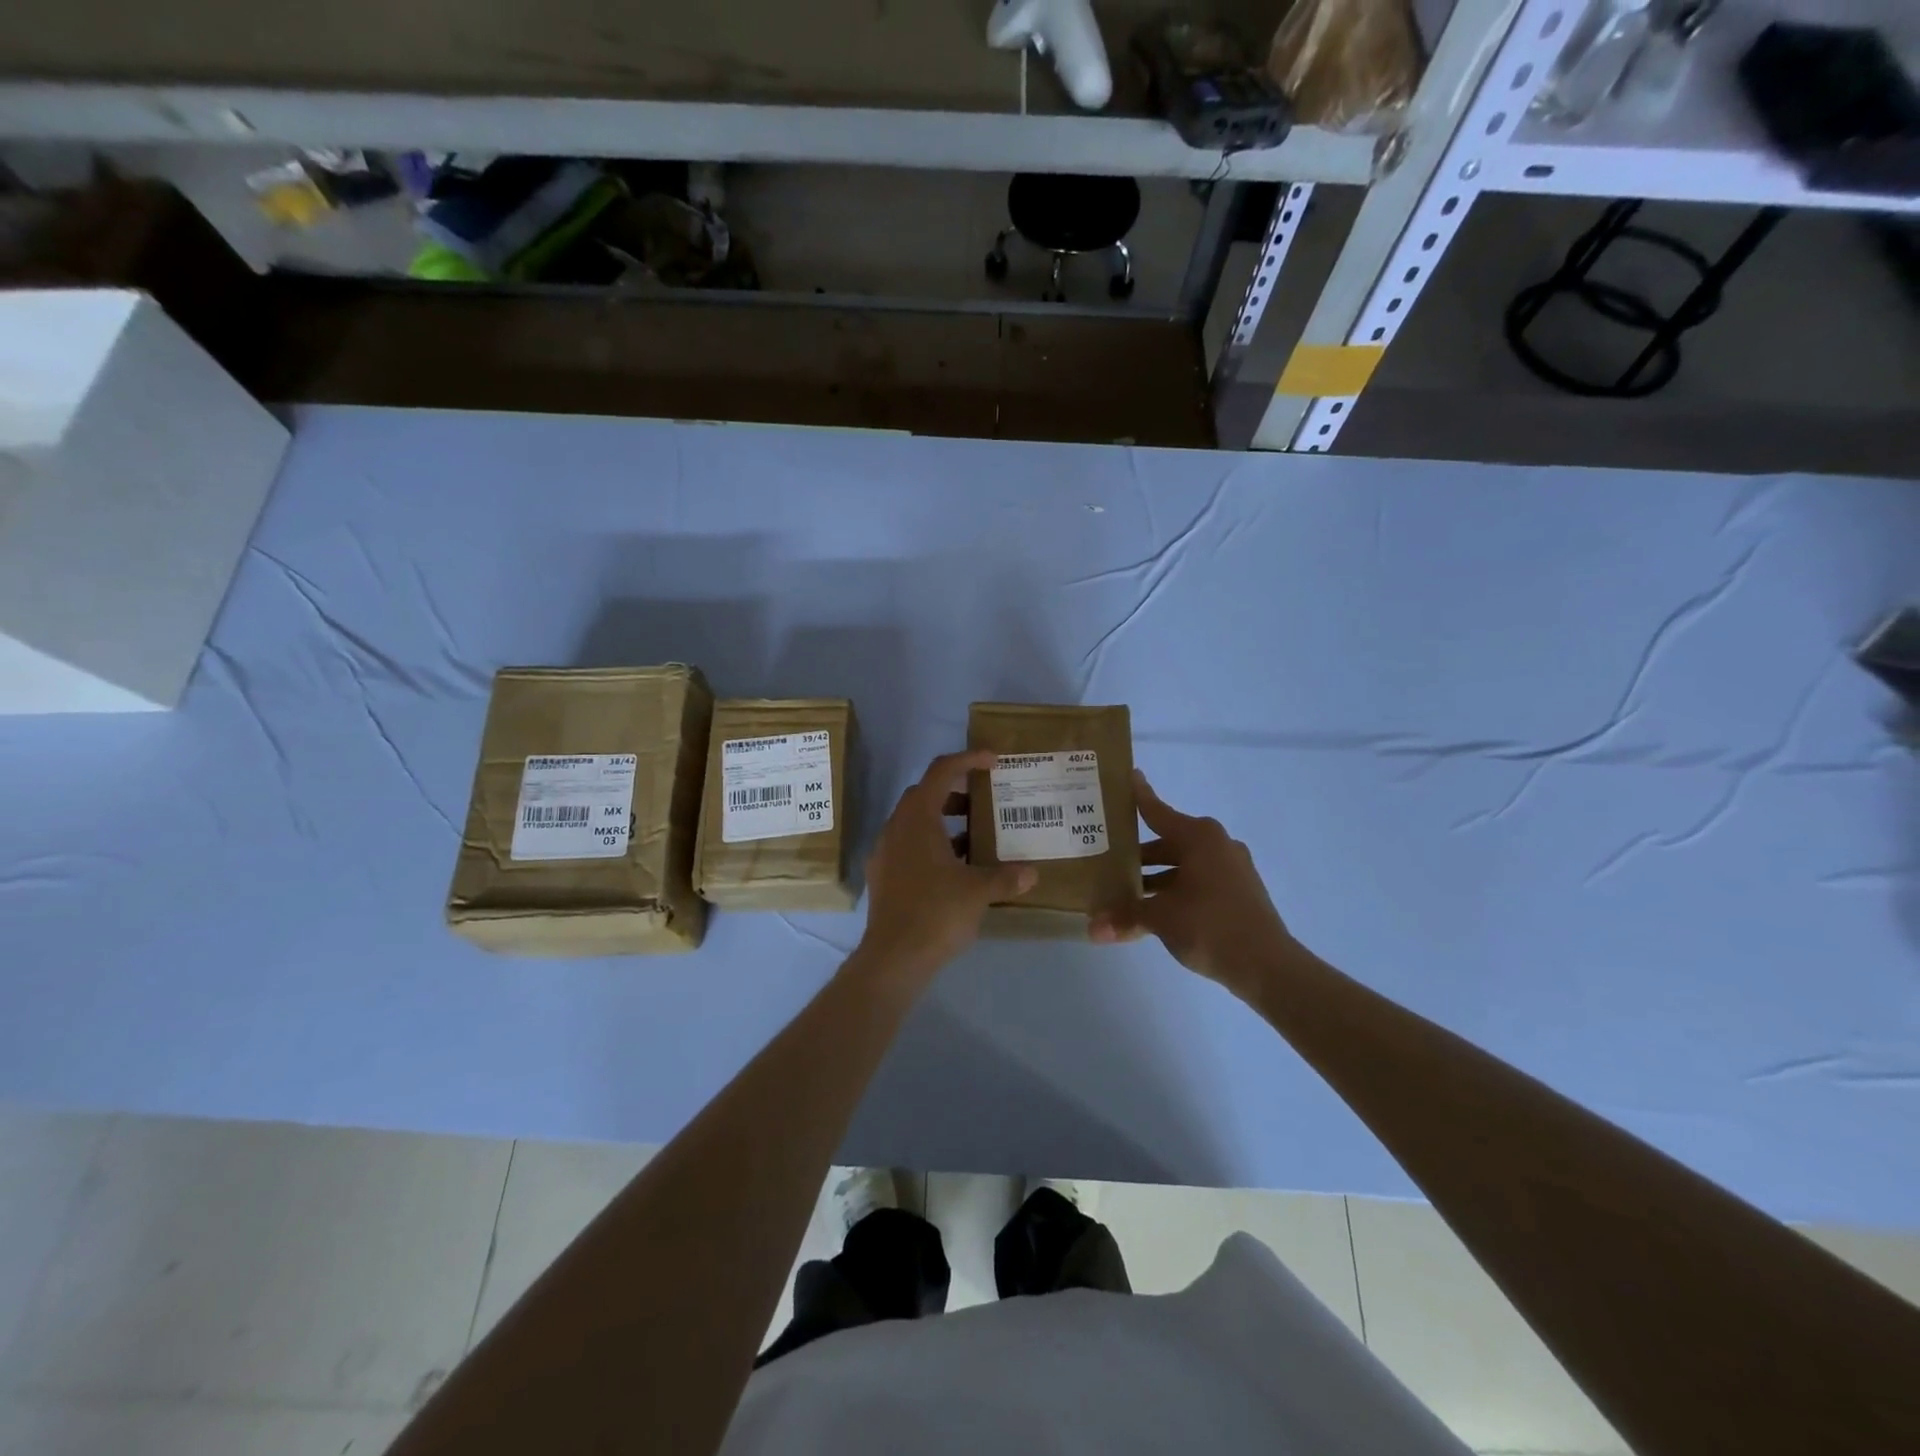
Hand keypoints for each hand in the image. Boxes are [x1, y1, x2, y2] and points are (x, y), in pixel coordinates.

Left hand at [854, 750, 1036, 985]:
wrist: (893, 958)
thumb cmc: (936, 913)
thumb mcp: (978, 892)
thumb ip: (1006, 877)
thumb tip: (1031, 873)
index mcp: (918, 819)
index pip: (941, 771)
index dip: (968, 759)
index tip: (993, 761)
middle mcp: (896, 828)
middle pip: (925, 794)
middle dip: (956, 791)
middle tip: (985, 800)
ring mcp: (886, 852)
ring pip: (916, 822)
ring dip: (944, 821)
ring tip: (976, 836)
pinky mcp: (884, 875)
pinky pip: (909, 845)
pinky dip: (932, 844)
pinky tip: (955, 868)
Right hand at [1091, 771, 1293, 992]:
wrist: (1268, 966)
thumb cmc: (1210, 926)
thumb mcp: (1160, 918)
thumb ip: (1125, 916)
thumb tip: (1091, 928)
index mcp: (1198, 837)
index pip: (1157, 811)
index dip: (1139, 796)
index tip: (1127, 775)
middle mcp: (1216, 844)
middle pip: (1167, 841)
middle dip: (1137, 852)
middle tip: (1105, 855)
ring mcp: (1230, 868)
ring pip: (1181, 864)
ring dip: (1154, 876)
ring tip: (1122, 889)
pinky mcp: (1237, 891)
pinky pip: (1196, 880)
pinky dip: (1174, 888)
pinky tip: (1153, 908)